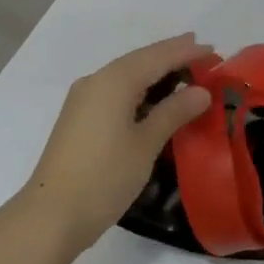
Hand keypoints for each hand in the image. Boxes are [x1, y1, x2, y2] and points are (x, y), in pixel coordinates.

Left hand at [21, 34, 213, 253]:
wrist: (51, 215)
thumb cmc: (104, 177)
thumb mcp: (145, 144)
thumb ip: (173, 112)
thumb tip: (200, 91)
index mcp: (114, 81)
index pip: (157, 57)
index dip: (185, 51)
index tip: (212, 48)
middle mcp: (96, 81)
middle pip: (139, 60)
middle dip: (170, 55)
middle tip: (202, 52)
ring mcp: (83, 99)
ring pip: (125, 74)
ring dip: (154, 70)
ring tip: (183, 70)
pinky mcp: (79, 117)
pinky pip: (115, 90)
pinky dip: (138, 87)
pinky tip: (153, 96)